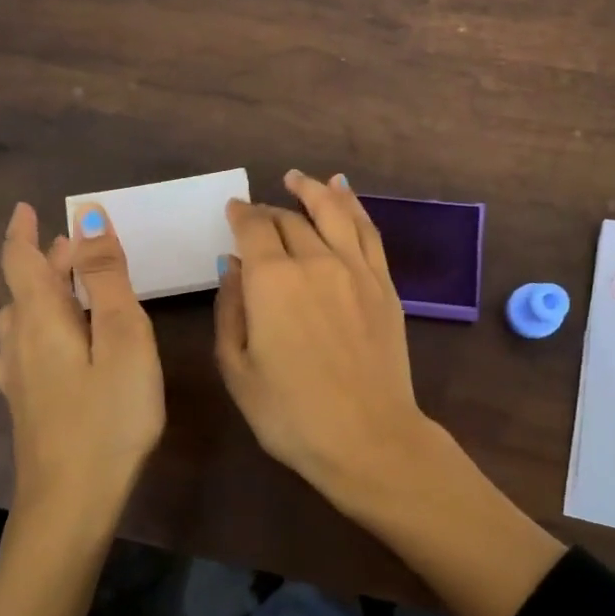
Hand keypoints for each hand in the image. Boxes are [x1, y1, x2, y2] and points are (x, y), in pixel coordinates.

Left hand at [0, 201, 163, 524]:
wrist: (71, 503)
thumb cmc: (108, 416)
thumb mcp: (122, 337)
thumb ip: (107, 277)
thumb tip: (87, 218)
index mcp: (40, 319)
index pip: (20, 261)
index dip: (22, 231)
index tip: (26, 208)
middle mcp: (19, 343)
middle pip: (25, 289)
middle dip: (48, 261)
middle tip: (80, 246)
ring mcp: (18, 378)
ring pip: (24, 319)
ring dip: (46, 293)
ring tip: (76, 287)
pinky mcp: (26, 405)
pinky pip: (27, 347)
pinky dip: (43, 326)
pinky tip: (57, 344)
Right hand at [215, 171, 453, 518]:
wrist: (368, 437)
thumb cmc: (291, 413)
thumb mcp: (238, 369)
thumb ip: (231, 309)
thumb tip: (232, 265)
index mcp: (272, 280)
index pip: (254, 229)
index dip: (241, 214)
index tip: (233, 209)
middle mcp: (315, 261)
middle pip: (290, 220)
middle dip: (269, 212)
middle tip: (258, 214)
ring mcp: (355, 269)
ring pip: (333, 212)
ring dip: (313, 190)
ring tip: (298, 178)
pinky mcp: (384, 283)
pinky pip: (368, 231)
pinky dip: (354, 205)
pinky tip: (344, 192)